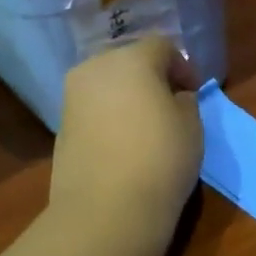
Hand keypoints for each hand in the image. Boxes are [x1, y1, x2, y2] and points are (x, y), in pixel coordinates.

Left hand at [49, 36, 202, 249]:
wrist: (107, 209)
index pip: (162, 46)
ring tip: (147, 126)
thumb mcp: (192, 126)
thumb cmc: (161, 160)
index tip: (194, 92)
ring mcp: (73, 97)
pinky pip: (93, 109)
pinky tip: (125, 144)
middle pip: (129, 60)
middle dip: (151, 77)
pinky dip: (110, 116)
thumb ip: (184, 100)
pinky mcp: (61, 126)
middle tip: (171, 104)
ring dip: (128, 96)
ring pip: (107, 84)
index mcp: (131, 60)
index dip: (183, 66)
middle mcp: (95, 68)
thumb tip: (173, 96)